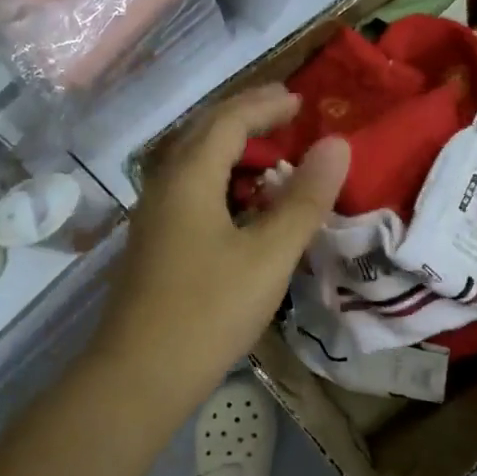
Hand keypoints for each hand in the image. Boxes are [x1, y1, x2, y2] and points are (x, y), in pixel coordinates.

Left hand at [99, 85, 349, 400]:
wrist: (140, 374)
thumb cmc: (209, 310)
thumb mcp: (269, 254)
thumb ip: (304, 199)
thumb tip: (336, 145)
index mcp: (189, 176)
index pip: (229, 119)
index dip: (266, 104)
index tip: (302, 100)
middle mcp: (163, 186)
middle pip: (204, 133)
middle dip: (246, 117)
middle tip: (285, 113)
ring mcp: (153, 217)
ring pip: (194, 165)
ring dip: (232, 151)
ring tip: (271, 156)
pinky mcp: (154, 245)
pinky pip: (190, 193)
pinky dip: (222, 183)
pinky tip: (242, 208)